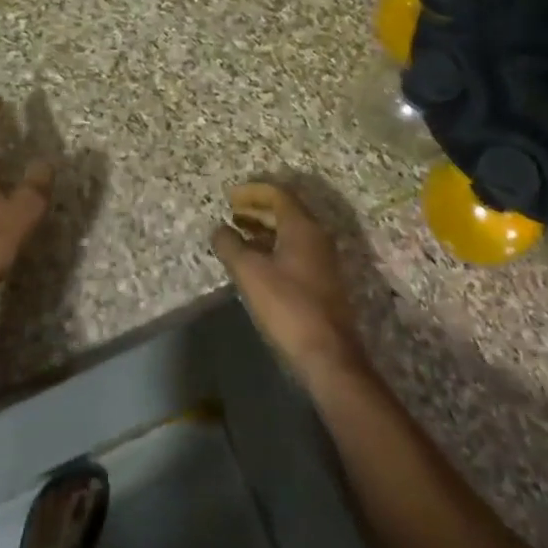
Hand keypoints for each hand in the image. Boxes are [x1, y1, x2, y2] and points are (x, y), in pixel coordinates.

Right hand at [211, 182, 365, 381]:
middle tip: (232, 213)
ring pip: (290, 232)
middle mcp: (317, 236)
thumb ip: (231, 246)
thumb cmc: (287, 307)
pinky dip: (273, 247)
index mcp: (302, 227)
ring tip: (238, 235)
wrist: (328, 355)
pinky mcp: (322, 281)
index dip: (252, 192)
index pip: (278, 195)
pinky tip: (256, 262)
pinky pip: (295, 250)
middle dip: (257, 209)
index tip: (230, 197)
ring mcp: (323, 259)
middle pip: (285, 211)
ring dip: (264, 229)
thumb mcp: (250, 273)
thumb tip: (219, 229)